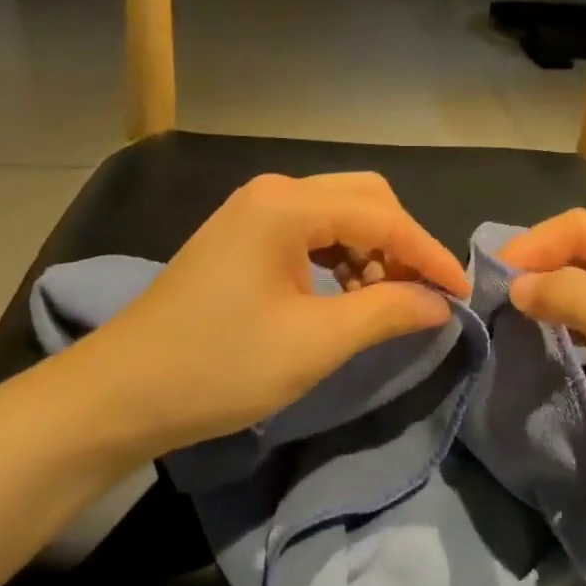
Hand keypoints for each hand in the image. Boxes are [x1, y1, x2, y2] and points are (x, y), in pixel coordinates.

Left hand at [66, 173, 468, 458]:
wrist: (122, 393)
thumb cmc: (220, 366)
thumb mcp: (315, 342)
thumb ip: (387, 311)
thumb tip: (440, 302)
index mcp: (289, 205)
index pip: (384, 217)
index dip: (429, 254)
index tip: (463, 293)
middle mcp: (273, 192)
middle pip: (365, 199)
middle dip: (402, 244)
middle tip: (424, 294)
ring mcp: (253, 211)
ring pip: (339, 213)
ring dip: (373, 250)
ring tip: (387, 299)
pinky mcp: (243, 236)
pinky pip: (311, 231)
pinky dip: (342, 257)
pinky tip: (347, 293)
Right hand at [500, 211, 585, 532]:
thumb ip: (570, 295)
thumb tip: (517, 285)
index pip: (584, 227)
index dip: (536, 245)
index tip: (491, 276)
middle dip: (541, 268)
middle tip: (492, 296)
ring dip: (551, 297)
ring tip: (508, 316)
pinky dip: (567, 326)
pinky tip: (541, 338)